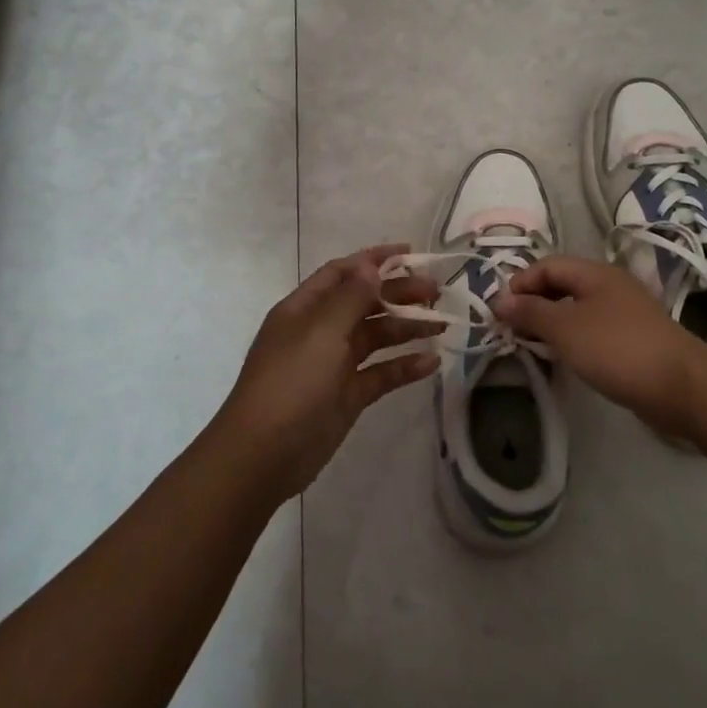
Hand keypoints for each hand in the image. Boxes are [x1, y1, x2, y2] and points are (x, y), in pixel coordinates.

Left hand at [211, 245, 437, 503]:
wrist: (263, 455)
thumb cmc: (290, 383)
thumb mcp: (321, 332)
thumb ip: (350, 298)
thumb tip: (370, 266)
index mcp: (304, 309)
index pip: (342, 273)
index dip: (373, 260)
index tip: (410, 252)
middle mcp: (319, 331)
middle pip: (364, 303)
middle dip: (398, 293)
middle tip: (436, 291)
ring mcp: (333, 365)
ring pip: (375, 337)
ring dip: (406, 328)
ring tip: (443, 324)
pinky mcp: (347, 397)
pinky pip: (380, 374)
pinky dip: (404, 367)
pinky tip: (431, 362)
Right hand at [496, 256, 706, 442]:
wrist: (681, 386)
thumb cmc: (616, 349)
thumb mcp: (565, 328)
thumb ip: (530, 312)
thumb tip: (499, 300)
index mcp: (594, 273)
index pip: (547, 265)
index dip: (520, 283)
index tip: (500, 312)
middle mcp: (609, 285)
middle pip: (562, 284)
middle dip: (533, 303)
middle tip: (512, 330)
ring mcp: (624, 312)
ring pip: (576, 309)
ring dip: (551, 323)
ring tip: (532, 345)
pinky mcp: (632, 339)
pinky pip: (592, 329)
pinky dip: (572, 338)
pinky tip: (564, 358)